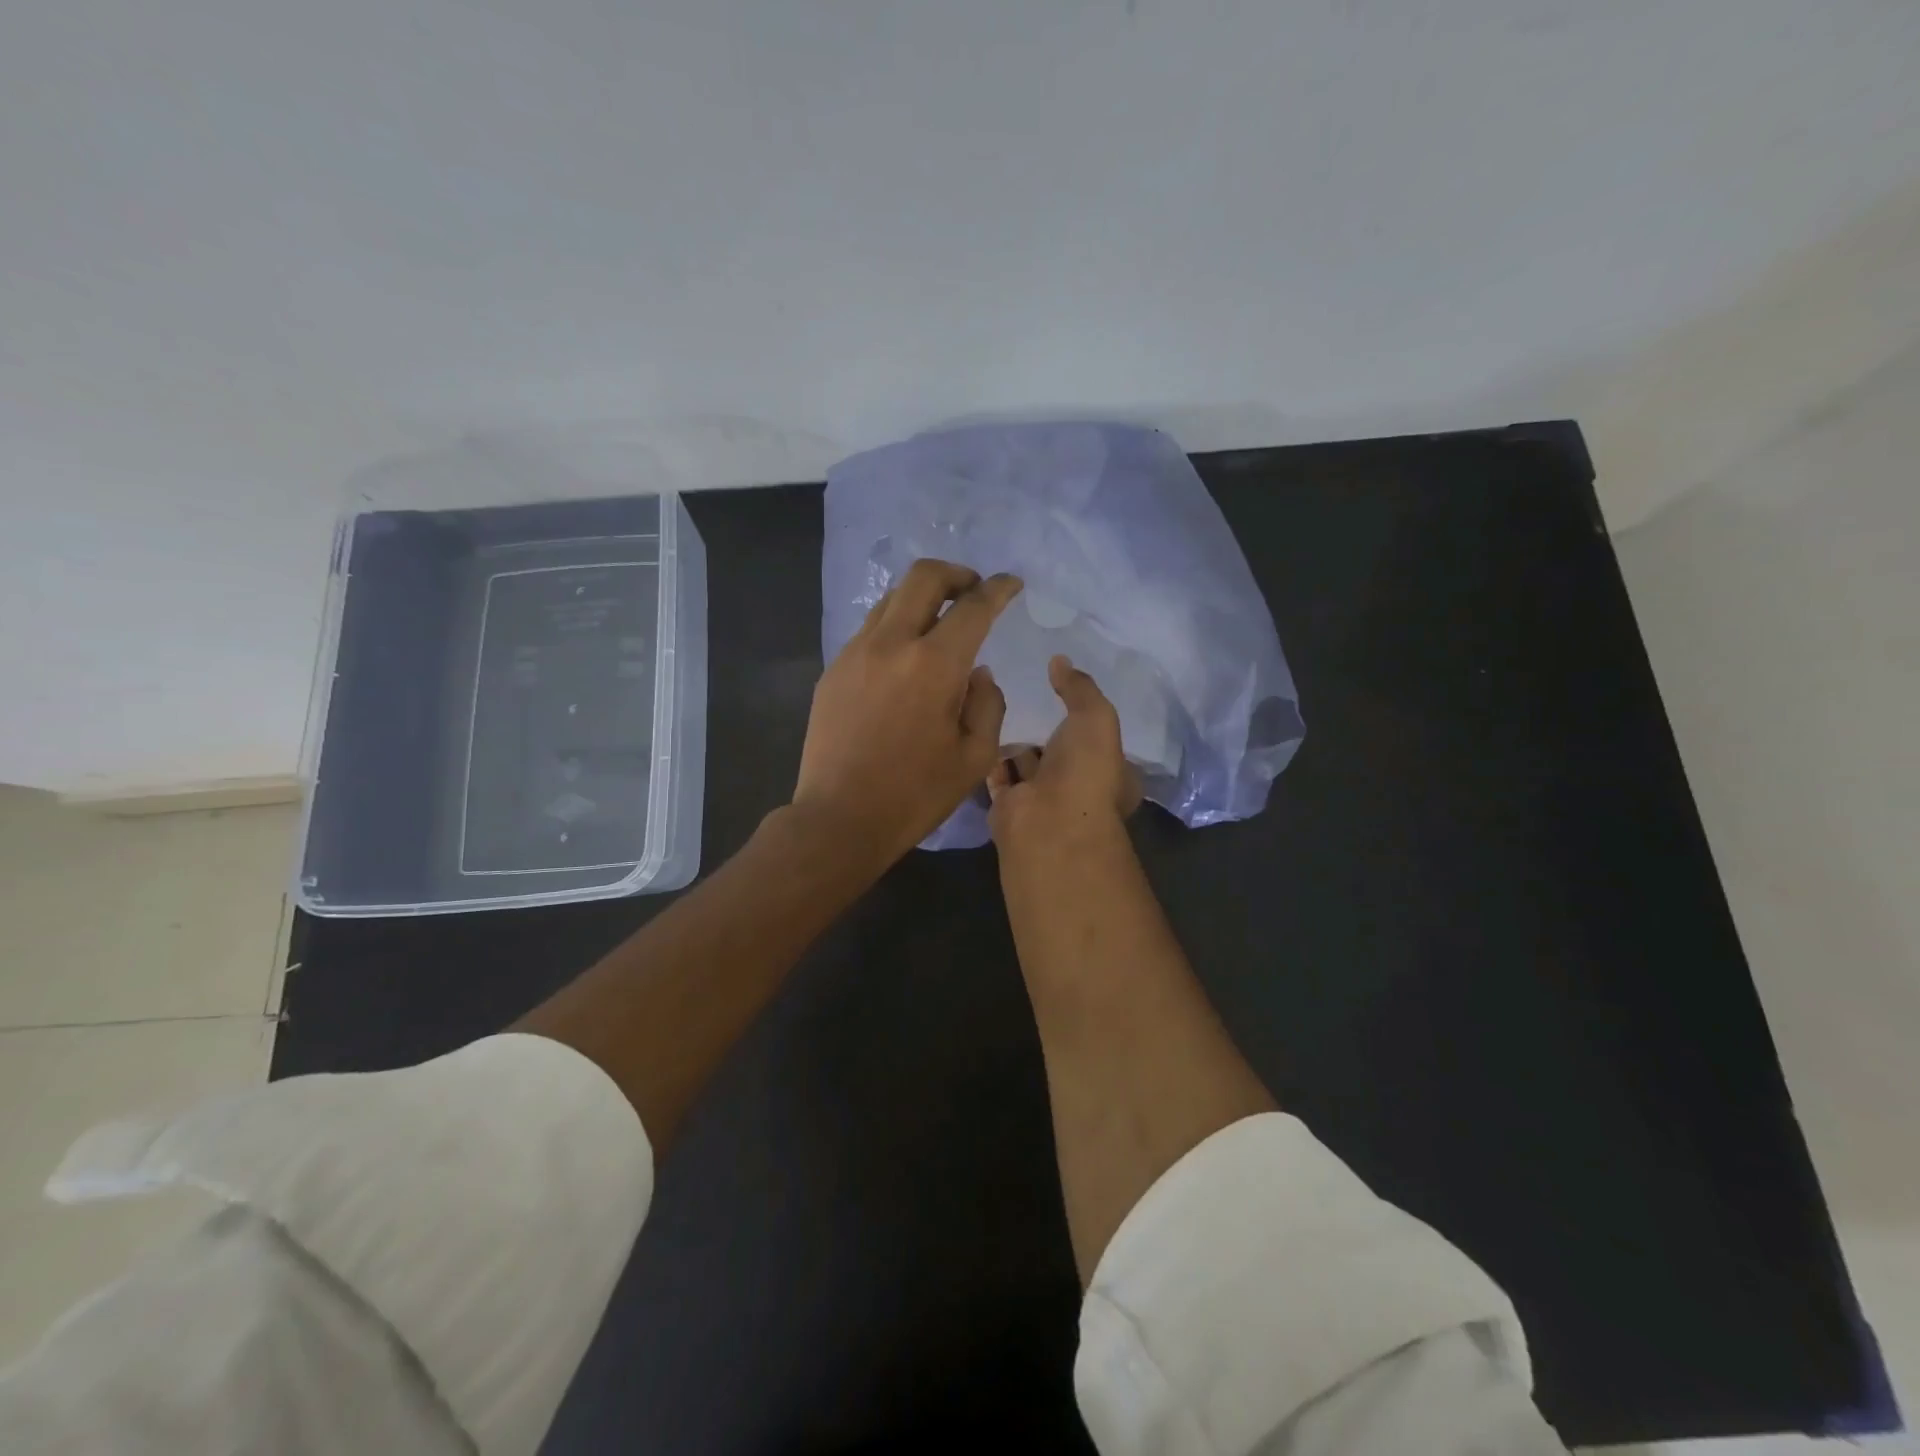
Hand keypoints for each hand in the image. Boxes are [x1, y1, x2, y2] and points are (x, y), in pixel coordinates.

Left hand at [791, 559, 1021, 871]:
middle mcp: (891, 644)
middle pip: (924, 577)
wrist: (839, 819)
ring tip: (940, 623)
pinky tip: (905, 658)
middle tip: (974, 591)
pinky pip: (870, 629)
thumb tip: (976, 671)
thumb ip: (987, 703)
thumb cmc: (915, 795)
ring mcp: (855, 653)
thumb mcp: (975, 757)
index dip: (998, 589)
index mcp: (934, 665)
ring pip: (892, 599)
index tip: (1011, 584)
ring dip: (922, 598)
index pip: (973, 606)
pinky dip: (896, 626)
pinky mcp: (833, 670)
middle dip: (957, 574)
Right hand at [986, 656, 1142, 849]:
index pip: (1098, 741)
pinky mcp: (1010, 807)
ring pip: (1027, 764)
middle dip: (1045, 730)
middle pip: (1060, 753)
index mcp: (1111, 773)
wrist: (1046, 821)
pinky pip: (999, 775)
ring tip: (994, 704)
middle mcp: (1078, 788)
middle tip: (1023, 695)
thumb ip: (1080, 688)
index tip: (1060, 692)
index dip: (1082, 717)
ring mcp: (1043, 800)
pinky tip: (976, 728)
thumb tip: (1060, 660)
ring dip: (1015, 742)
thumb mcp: (1095, 717)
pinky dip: (990, 757)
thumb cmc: (1084, 770)